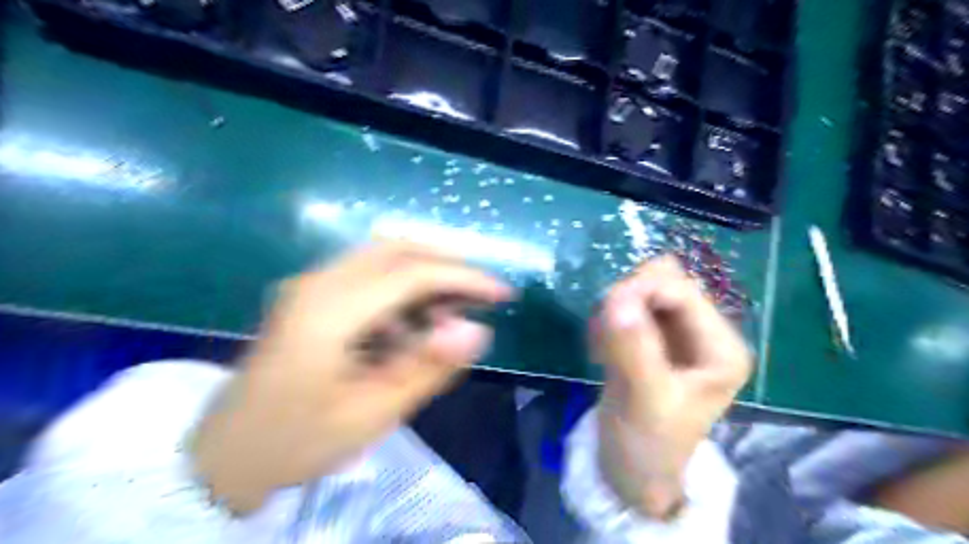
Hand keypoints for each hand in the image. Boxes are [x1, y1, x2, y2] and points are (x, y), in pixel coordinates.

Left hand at [186, 241, 506, 514]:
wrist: (225, 456)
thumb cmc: (299, 441)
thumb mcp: (373, 413)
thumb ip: (427, 367)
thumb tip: (477, 330)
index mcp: (330, 311)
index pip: (413, 273)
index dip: (464, 277)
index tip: (502, 293)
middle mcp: (318, 282)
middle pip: (397, 247)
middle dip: (448, 263)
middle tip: (481, 292)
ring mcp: (310, 284)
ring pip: (383, 254)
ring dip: (426, 272)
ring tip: (452, 311)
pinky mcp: (310, 294)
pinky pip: (368, 273)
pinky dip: (402, 286)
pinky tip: (412, 323)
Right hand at [591, 256, 746, 519]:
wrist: (631, 471)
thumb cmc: (648, 444)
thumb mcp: (644, 400)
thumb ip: (634, 348)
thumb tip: (618, 297)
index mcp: (720, 346)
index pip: (682, 289)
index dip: (641, 289)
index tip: (606, 312)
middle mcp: (704, 332)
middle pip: (662, 281)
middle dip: (627, 299)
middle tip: (604, 332)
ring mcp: (677, 334)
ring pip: (641, 290)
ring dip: (614, 311)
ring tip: (602, 348)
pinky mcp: (652, 338)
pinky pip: (626, 308)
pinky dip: (609, 321)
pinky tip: (602, 351)